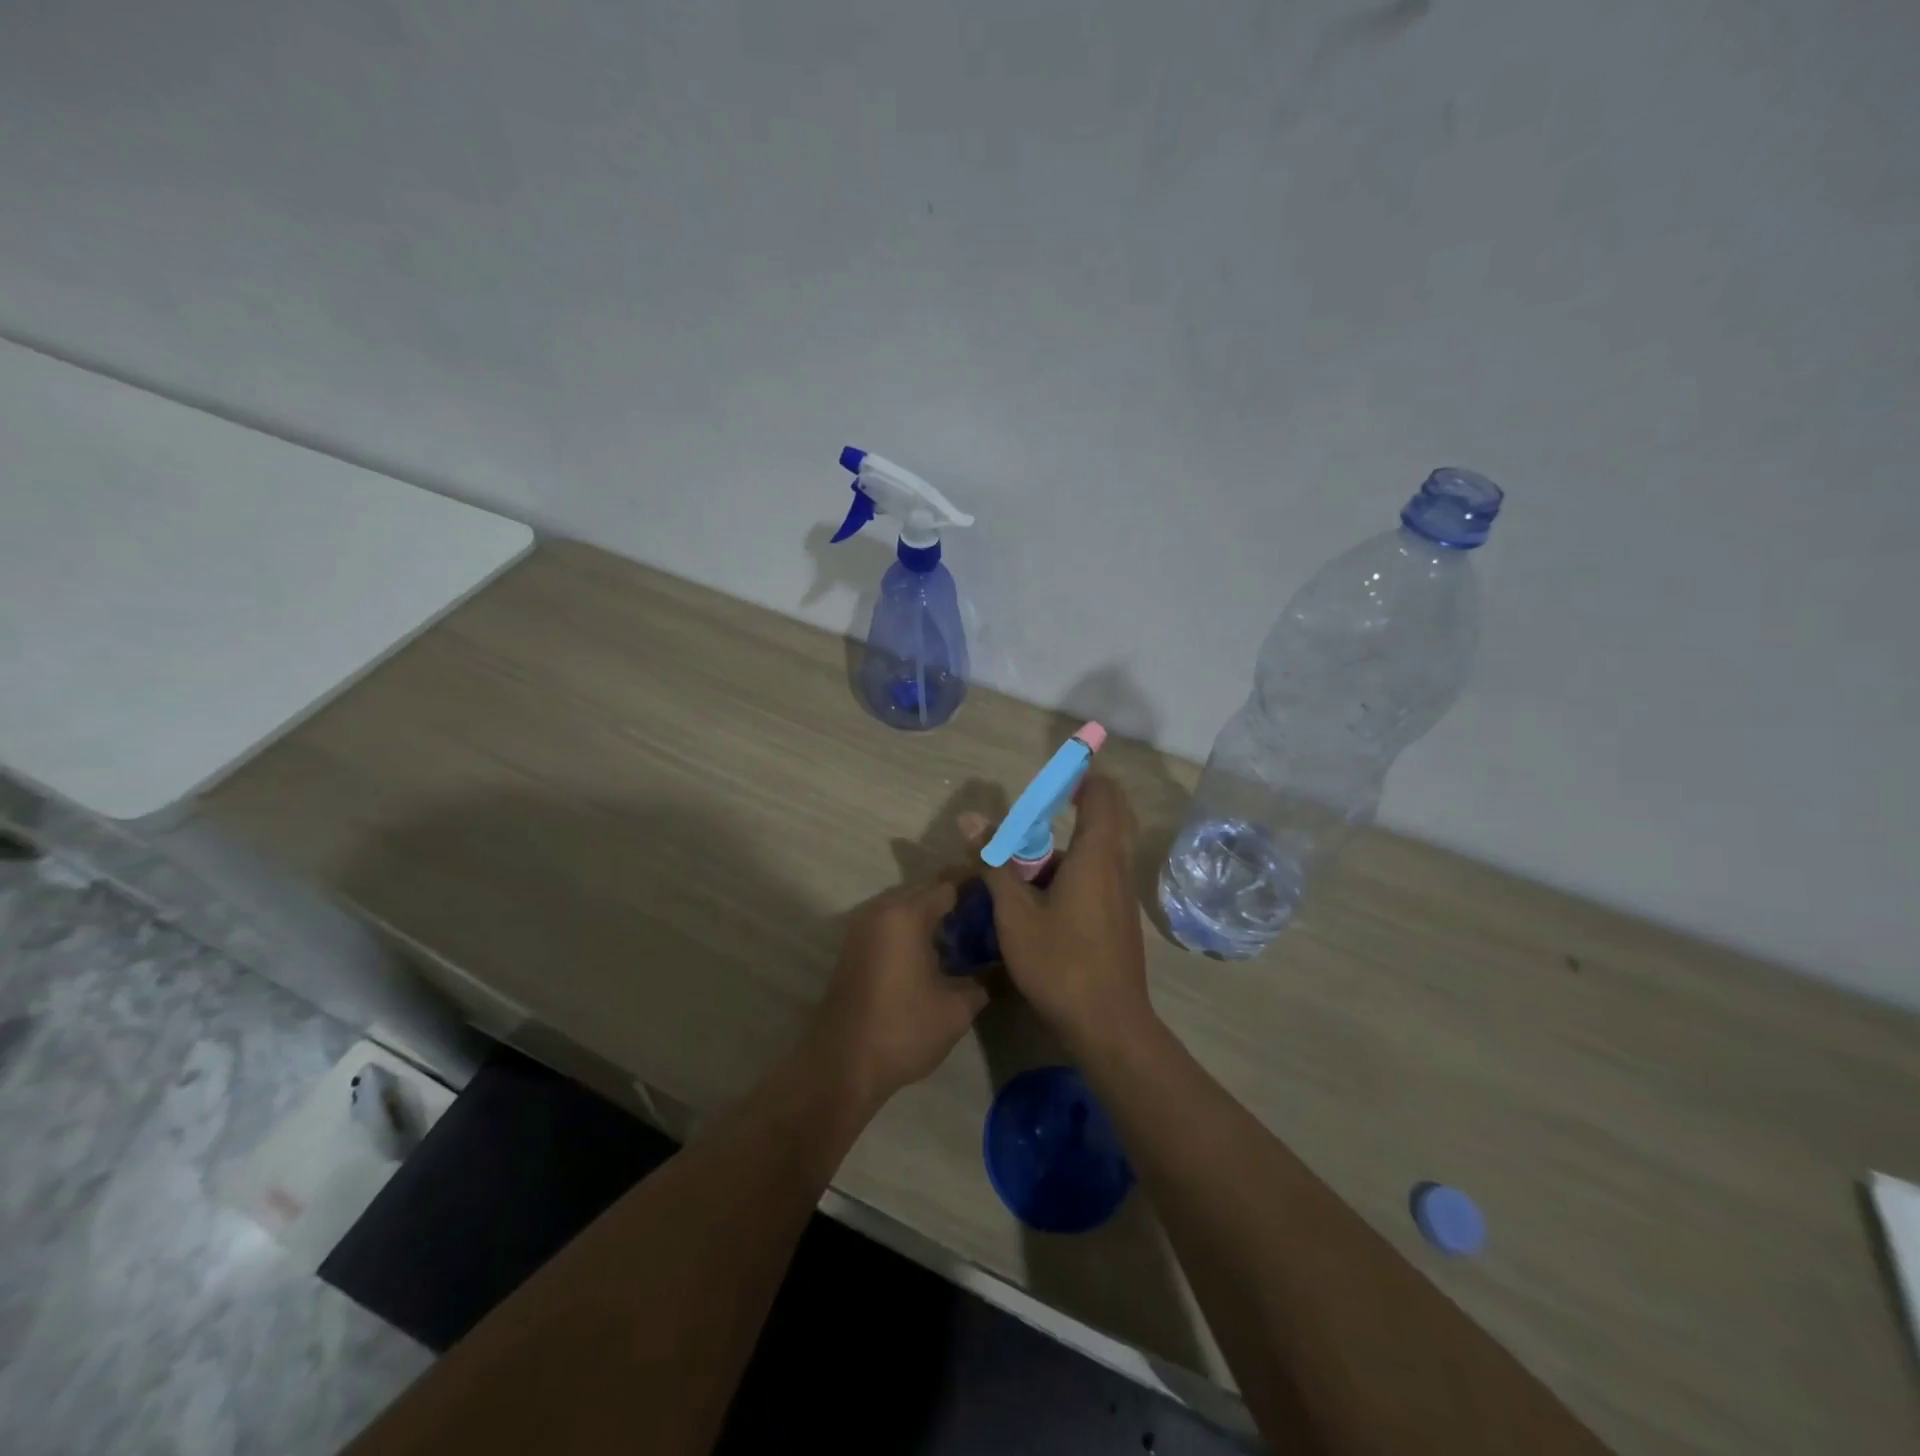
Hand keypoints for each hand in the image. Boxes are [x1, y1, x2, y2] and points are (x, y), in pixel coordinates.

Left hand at [808, 877, 988, 1110]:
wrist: (841, 1064)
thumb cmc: (902, 1031)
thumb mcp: (956, 1010)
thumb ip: (980, 981)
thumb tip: (992, 968)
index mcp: (907, 916)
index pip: (949, 885)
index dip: (976, 888)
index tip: (1001, 897)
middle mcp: (882, 910)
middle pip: (925, 889)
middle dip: (955, 897)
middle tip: (987, 915)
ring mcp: (862, 926)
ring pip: (906, 904)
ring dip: (932, 912)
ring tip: (964, 931)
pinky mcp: (854, 945)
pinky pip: (891, 920)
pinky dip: (913, 925)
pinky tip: (934, 949)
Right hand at [980, 775, 1155, 1050]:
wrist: (1108, 1024)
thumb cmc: (1060, 962)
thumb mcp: (1015, 912)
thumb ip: (994, 862)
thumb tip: (969, 819)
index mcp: (1096, 855)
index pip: (1102, 794)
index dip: (1081, 776)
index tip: (1053, 775)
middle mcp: (1117, 866)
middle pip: (1111, 815)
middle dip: (1081, 802)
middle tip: (1043, 807)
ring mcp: (1122, 893)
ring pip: (1104, 848)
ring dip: (1071, 842)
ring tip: (1025, 861)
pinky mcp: (1119, 917)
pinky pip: (1101, 874)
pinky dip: (1076, 867)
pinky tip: (1041, 896)